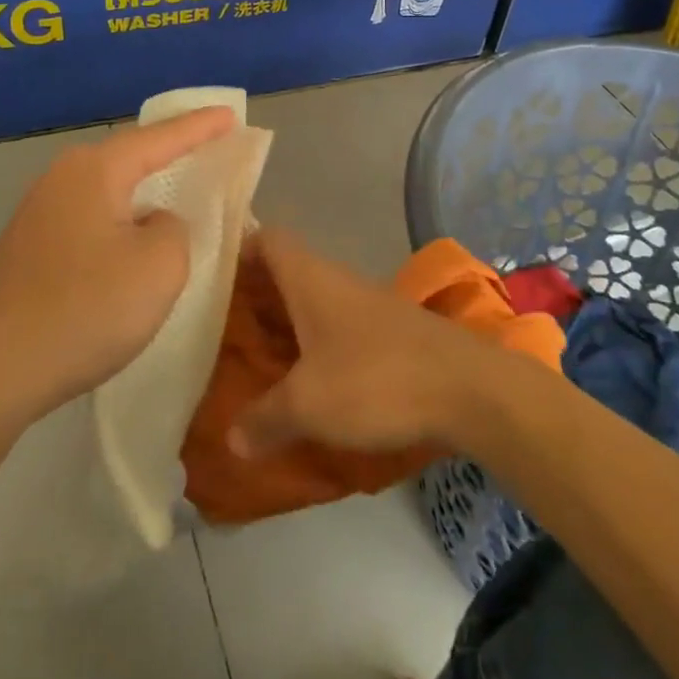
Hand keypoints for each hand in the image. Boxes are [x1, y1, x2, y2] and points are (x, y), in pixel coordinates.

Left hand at [0, 106, 235, 423]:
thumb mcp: (160, 266)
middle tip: (208, 143)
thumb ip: (174, 228)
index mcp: (95, 171)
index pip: (160, 138)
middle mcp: (62, 178)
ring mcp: (39, 213)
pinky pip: (91, 215)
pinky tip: (131, 236)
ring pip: (108, 187)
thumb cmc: (85, 309)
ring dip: (144, 186)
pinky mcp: (29, 247)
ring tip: (176, 185)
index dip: (200, 127)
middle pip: (129, 154)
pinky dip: (122, 216)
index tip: (231, 114)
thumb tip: (152, 222)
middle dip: (169, 149)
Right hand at [226, 228, 499, 458]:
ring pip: (313, 302)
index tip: (210, 276)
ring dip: (286, 324)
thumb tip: (230, 440)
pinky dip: (316, 346)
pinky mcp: (390, 332)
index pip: (268, 239)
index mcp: (311, 279)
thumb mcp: (309, 404)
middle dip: (254, 296)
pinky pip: (338, 328)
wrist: (468, 388)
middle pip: (286, 273)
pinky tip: (307, 381)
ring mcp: (367, 305)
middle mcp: (337, 281)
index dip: (239, 248)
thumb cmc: (377, 379)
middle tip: (219, 328)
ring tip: (255, 359)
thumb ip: (265, 419)